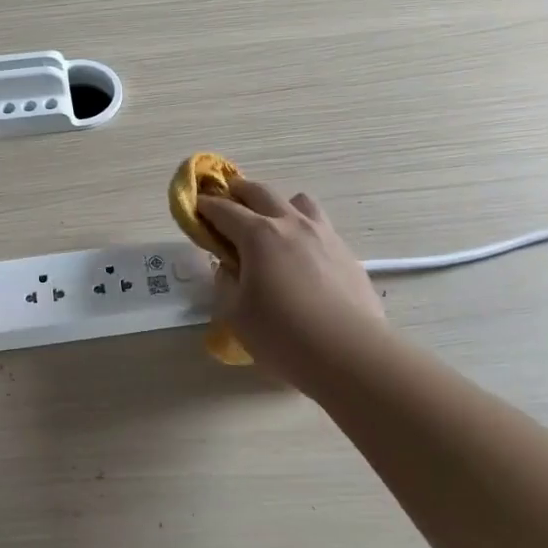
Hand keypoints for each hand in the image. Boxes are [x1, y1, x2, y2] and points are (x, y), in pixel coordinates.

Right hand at [198, 180, 388, 383]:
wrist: (352, 355)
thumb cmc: (284, 336)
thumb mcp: (236, 314)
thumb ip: (225, 283)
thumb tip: (229, 267)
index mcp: (258, 235)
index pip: (224, 210)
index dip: (205, 206)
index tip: (195, 207)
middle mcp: (291, 224)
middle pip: (260, 192)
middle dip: (238, 191)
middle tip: (226, 200)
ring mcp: (323, 235)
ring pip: (298, 201)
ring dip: (278, 204)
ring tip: (271, 224)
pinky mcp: (346, 253)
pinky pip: (320, 226)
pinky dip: (303, 229)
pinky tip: (301, 256)